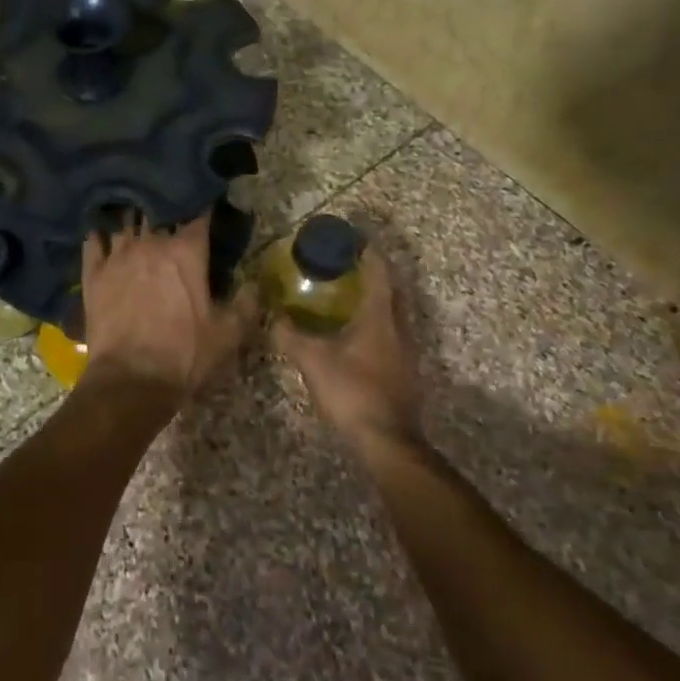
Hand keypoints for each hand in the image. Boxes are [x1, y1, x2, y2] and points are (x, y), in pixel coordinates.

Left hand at [80, 215, 258, 396]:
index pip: (198, 215)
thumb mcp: (229, 334)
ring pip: (125, 222)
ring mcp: (117, 256)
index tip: (207, 206)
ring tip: (137, 215)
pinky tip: (101, 232)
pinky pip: (93, 241)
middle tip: (172, 211)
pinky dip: (99, 234)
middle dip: (167, 209)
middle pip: (158, 212)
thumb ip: (246, 303)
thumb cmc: (185, 355)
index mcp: (186, 252)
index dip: (204, 208)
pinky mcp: (93, 274)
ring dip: (134, 218)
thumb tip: (254, 284)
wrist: (131, 380)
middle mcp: (151, 243)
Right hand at [273, 246, 422, 446]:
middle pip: (391, 290)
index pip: (378, 272)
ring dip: (376, 300)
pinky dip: (376, 325)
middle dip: (373, 274)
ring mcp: (407, 351)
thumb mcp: (313, 361)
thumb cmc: (352, 392)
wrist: (387, 441)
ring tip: (348, 298)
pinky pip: (392, 335)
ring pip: (394, 314)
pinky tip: (356, 336)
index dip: (367, 252)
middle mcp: (399, 328)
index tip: (351, 239)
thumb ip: (290, 336)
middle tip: (347, 267)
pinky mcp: (405, 372)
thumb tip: (272, 317)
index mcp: (380, 317)